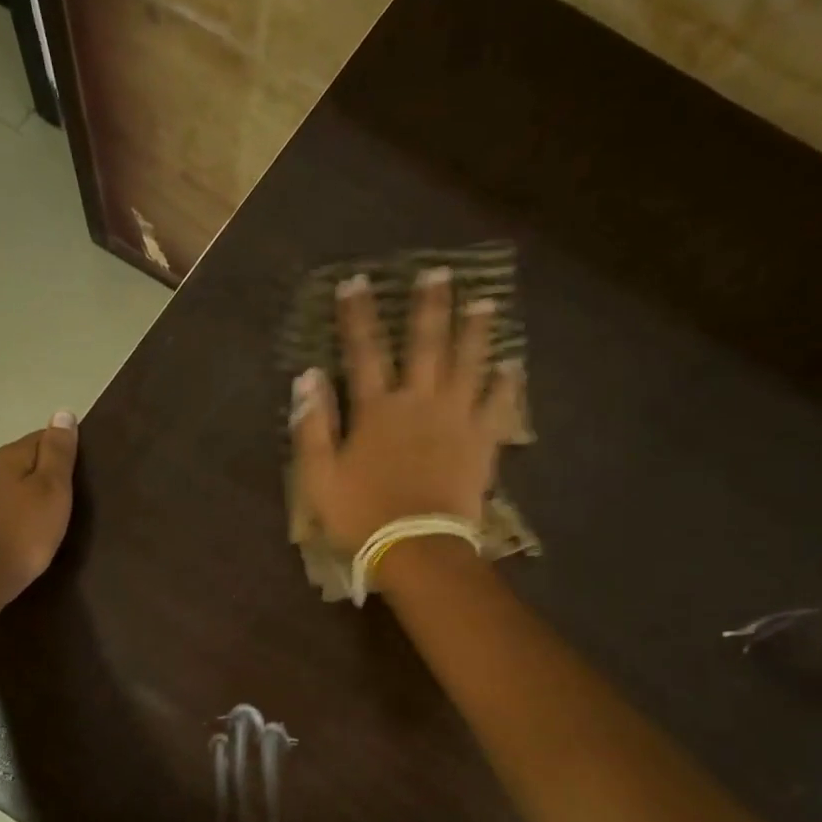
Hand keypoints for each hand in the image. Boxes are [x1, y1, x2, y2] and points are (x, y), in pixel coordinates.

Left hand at [0, 413, 78, 619]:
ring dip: (21, 495)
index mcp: (7, 458)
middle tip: (65, 497)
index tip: (78, 470)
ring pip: (2, 487)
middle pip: (19, 462)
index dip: (61, 450)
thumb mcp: (52, 491)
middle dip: (40, 473)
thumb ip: (58, 453)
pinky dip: (6, 516)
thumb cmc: (23, 535)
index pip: (40, 438)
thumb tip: (62, 412)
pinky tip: (14, 534)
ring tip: (41, 518)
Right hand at [291, 268, 518, 554]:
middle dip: (429, 307)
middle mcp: (419, 403)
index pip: (364, 351)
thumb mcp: (319, 476)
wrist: (418, 548)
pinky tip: (513, 366)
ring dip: (475, 331)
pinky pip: (498, 407)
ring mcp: (456, 420)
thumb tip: (307, 378)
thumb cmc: (362, 515)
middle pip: (426, 345)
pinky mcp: (482, 443)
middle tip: (439, 272)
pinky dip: (506, 385)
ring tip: (485, 301)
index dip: (358, 316)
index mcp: (377, 409)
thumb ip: (312, 426)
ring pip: (468, 365)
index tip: (355, 282)